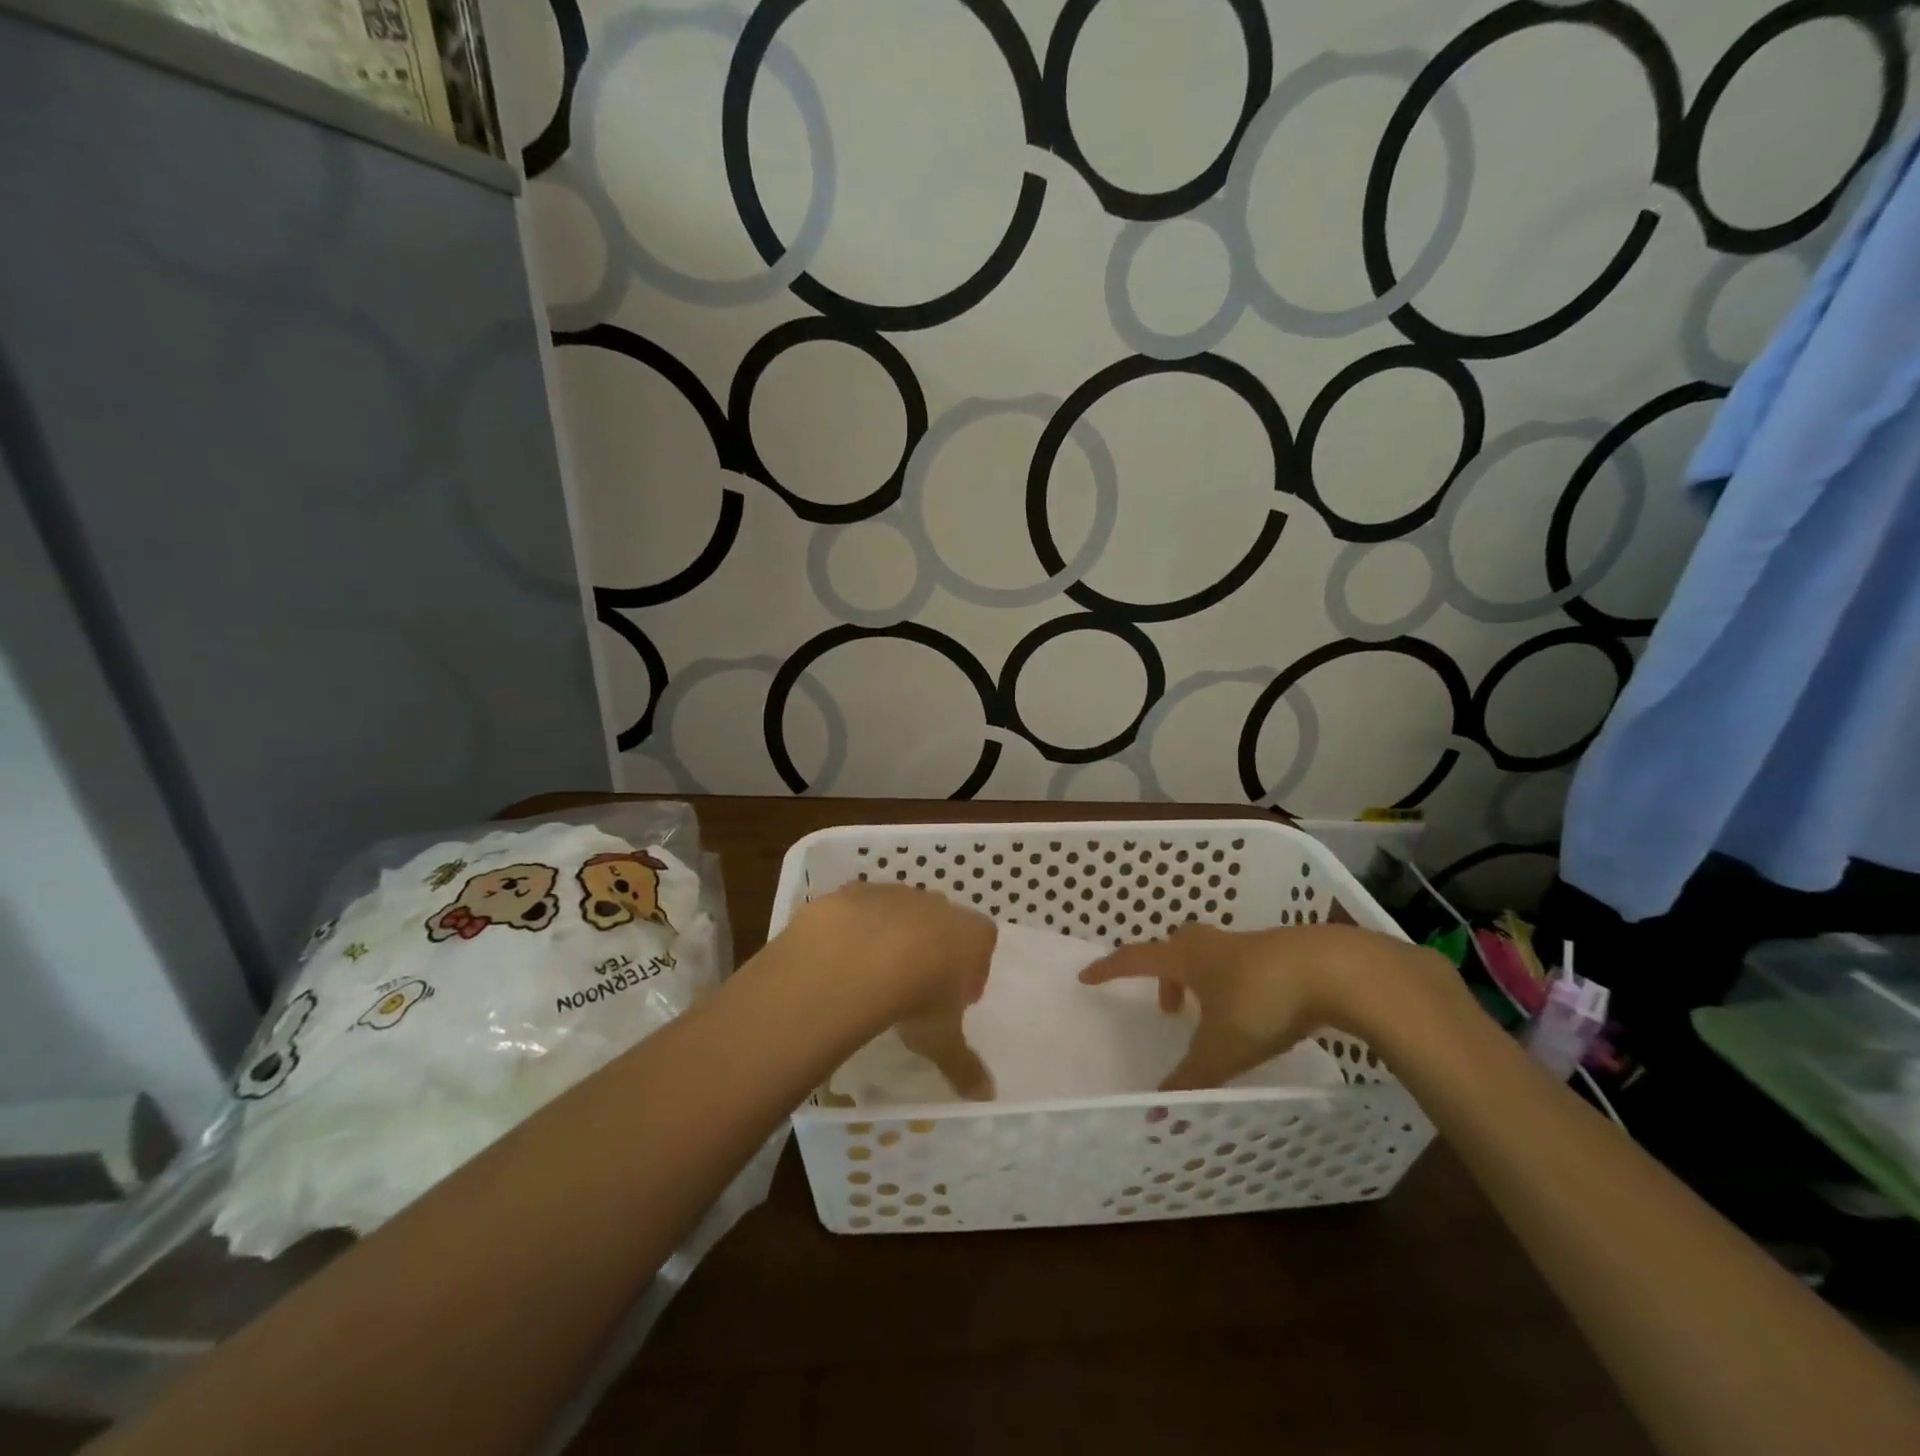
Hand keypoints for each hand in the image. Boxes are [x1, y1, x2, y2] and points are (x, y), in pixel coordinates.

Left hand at [795, 882, 996, 1099]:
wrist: (860, 957)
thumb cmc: (919, 997)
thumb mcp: (942, 1039)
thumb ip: (964, 1065)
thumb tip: (986, 1097)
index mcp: (972, 934)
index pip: (984, 942)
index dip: (972, 968)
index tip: (955, 996)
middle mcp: (939, 905)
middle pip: (944, 923)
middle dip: (934, 949)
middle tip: (916, 986)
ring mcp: (898, 893)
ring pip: (902, 913)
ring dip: (893, 937)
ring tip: (874, 976)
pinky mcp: (858, 891)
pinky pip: (863, 910)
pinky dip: (857, 929)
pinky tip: (845, 959)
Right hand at [1079, 922, 1436, 1089]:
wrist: (1336, 970)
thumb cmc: (1263, 1002)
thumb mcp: (1221, 1049)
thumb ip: (1190, 1078)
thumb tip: (1156, 1111)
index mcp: (1188, 959)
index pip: (1136, 959)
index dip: (1110, 969)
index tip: (1087, 976)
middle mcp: (1214, 945)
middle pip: (1176, 949)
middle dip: (1166, 975)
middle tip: (1167, 1007)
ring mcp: (1251, 945)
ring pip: (1213, 956)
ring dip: (1203, 980)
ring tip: (1213, 1015)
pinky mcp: (1285, 954)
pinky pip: (1247, 965)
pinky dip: (1238, 985)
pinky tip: (1258, 1012)